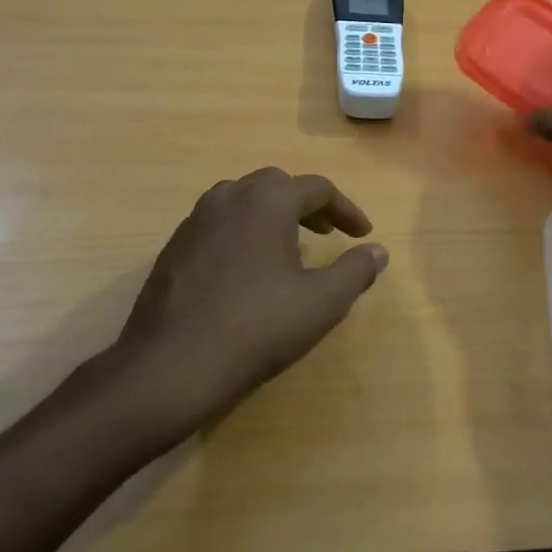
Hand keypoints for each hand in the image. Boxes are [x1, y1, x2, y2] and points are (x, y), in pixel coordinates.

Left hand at [104, 169, 387, 444]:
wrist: (173, 365)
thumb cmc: (258, 327)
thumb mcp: (322, 302)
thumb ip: (355, 270)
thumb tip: (378, 251)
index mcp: (266, 200)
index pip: (318, 189)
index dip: (347, 210)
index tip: (363, 235)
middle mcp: (228, 197)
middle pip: (276, 186)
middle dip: (307, 206)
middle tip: (326, 234)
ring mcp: (194, 221)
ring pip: (242, 202)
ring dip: (271, 216)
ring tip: (289, 249)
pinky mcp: (173, 248)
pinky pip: (217, 226)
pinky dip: (242, 234)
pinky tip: (247, 271)